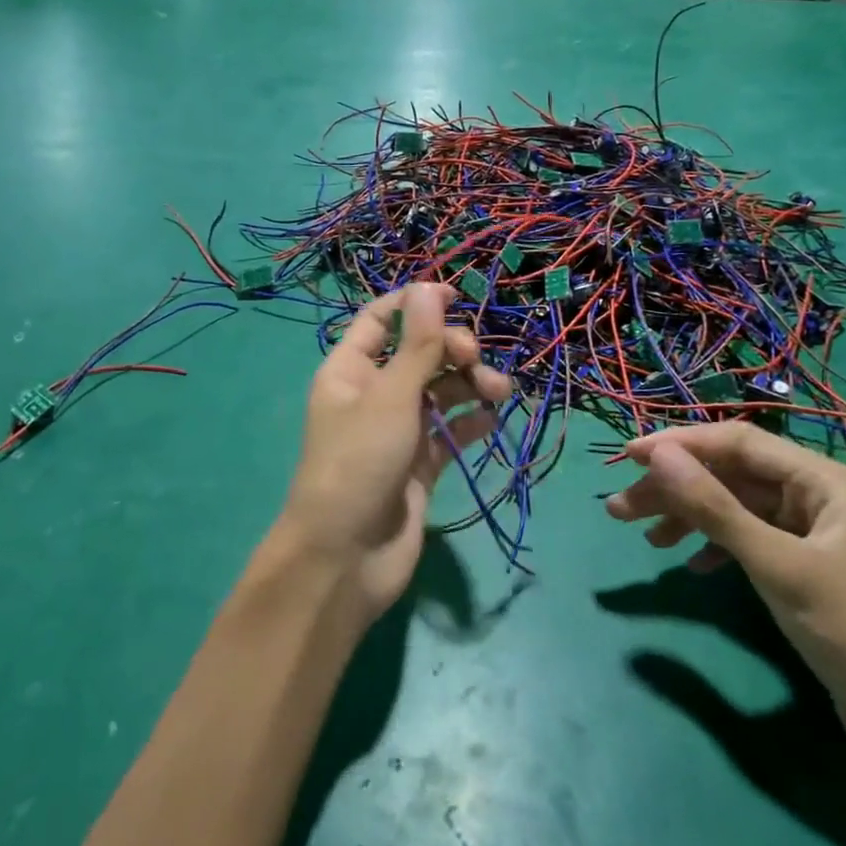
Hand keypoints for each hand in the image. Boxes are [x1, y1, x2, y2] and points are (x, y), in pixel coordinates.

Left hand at [276, 284, 511, 625]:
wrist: (345, 558)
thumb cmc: (358, 464)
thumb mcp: (390, 397)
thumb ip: (417, 344)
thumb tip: (429, 287)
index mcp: (350, 370)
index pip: (382, 319)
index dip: (416, 303)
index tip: (457, 296)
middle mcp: (373, 394)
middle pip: (418, 353)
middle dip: (451, 349)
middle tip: (474, 360)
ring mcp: (397, 430)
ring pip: (439, 391)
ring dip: (469, 384)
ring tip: (499, 393)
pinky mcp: (419, 464)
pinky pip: (449, 431)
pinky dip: (470, 420)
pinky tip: (490, 419)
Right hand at [604, 423, 845, 763]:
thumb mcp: (775, 566)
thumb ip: (713, 508)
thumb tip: (656, 455)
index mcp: (826, 481)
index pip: (739, 443)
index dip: (680, 445)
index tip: (628, 457)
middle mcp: (819, 494)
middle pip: (731, 474)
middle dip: (676, 488)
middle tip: (619, 508)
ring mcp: (811, 529)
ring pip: (734, 505)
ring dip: (688, 517)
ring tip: (644, 539)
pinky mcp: (802, 561)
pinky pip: (747, 535)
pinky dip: (715, 545)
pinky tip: (690, 565)